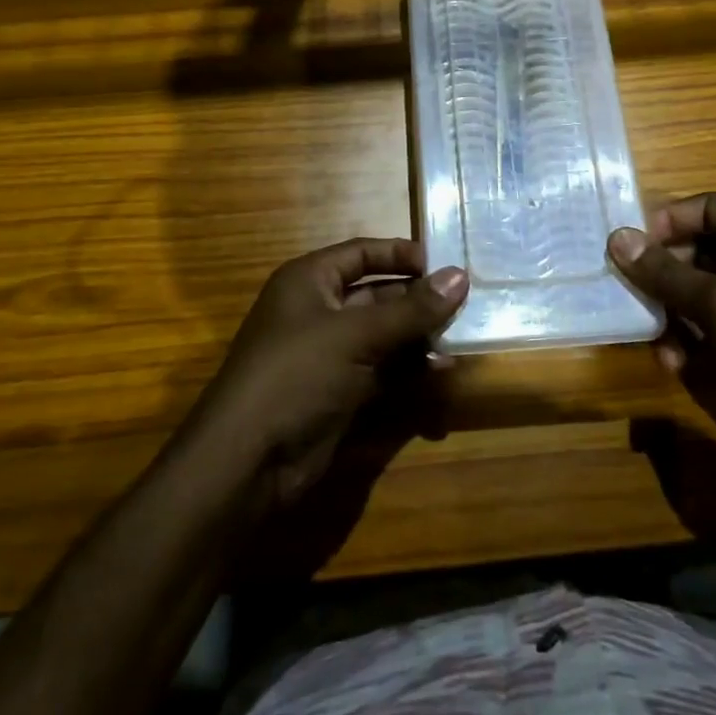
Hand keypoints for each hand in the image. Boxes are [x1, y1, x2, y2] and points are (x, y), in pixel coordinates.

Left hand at [186, 238, 467, 507]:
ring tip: (461, 338)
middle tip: (467, 303)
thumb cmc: (297, 374)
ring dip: (419, 336)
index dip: (402, 254)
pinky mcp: (340, 391)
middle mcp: (319, 311)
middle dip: (418, 300)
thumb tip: (460, 276)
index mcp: (310, 281)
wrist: (248, 461)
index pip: (362, 253)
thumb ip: (412, 309)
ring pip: (384, 334)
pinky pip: (382, 369)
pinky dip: (410, 369)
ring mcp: (329, 354)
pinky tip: (441, 371)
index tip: (447, 264)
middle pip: (377, 294)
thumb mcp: (357, 335)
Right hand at [608, 194, 715, 451]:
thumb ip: (664, 271)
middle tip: (630, 291)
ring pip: (700, 291)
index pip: (709, 207)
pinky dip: (690, 339)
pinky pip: (712, 325)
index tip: (633, 245)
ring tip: (655, 338)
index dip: (669, 220)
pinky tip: (676, 364)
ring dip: (672, 312)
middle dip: (664, 274)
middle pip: (700, 249)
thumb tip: (617, 238)